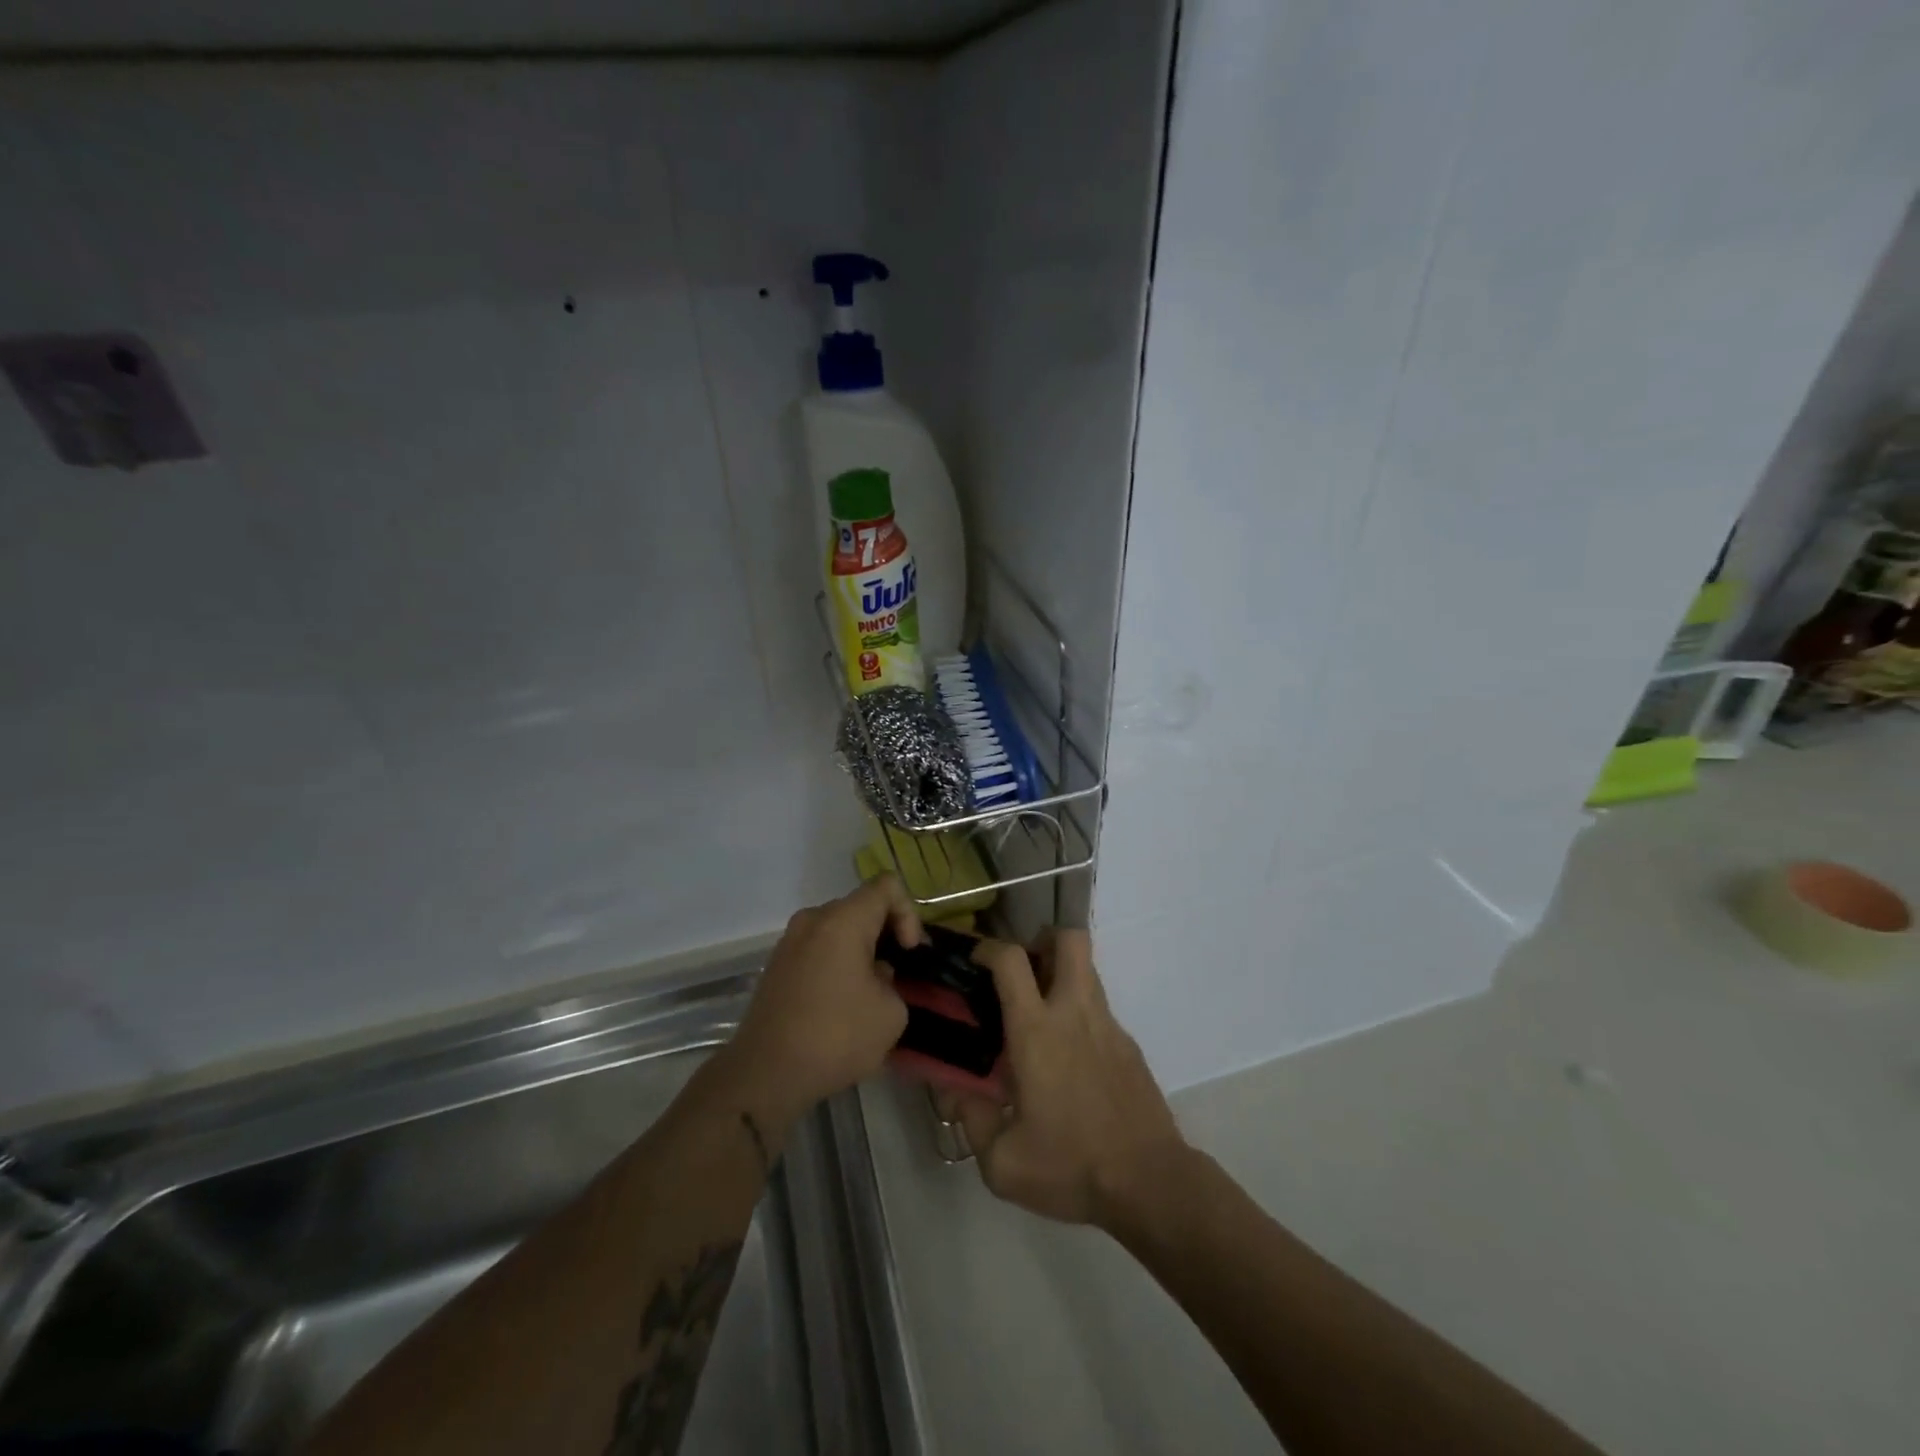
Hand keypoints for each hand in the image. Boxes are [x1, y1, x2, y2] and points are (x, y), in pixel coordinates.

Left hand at [724, 877, 918, 1122]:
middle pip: (861, 906)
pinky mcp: (777, 965)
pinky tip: (840, 1004)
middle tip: (896, 974)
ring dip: (860, 951)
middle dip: (885, 933)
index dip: (909, 913)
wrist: (764, 1074)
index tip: (908, 952)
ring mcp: (789, 941)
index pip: (887, 886)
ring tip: (869, 993)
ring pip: (838, 929)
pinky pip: (818, 949)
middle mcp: (813, 919)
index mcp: (843, 920)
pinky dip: (836, 964)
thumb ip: (893, 981)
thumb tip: (874, 975)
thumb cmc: (835, 1037)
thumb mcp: (891, 1014)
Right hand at [954, 930, 1189, 1229]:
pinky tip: (1070, 1057)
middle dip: (1043, 939)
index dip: (988, 947)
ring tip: (1040, 1012)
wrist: (1150, 1183)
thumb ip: (971, 1119)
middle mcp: (1074, 1013)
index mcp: (1036, 1031)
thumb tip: (953, 1092)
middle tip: (1022, 970)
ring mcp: (1108, 1025)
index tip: (975, 960)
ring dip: (1062, 973)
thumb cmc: (1071, 1166)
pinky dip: (1079, 1013)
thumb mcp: (1002, 1162)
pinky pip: (1099, 1008)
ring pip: (1087, 969)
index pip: (1011, 959)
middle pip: (1068, 939)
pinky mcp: (1129, 1045)